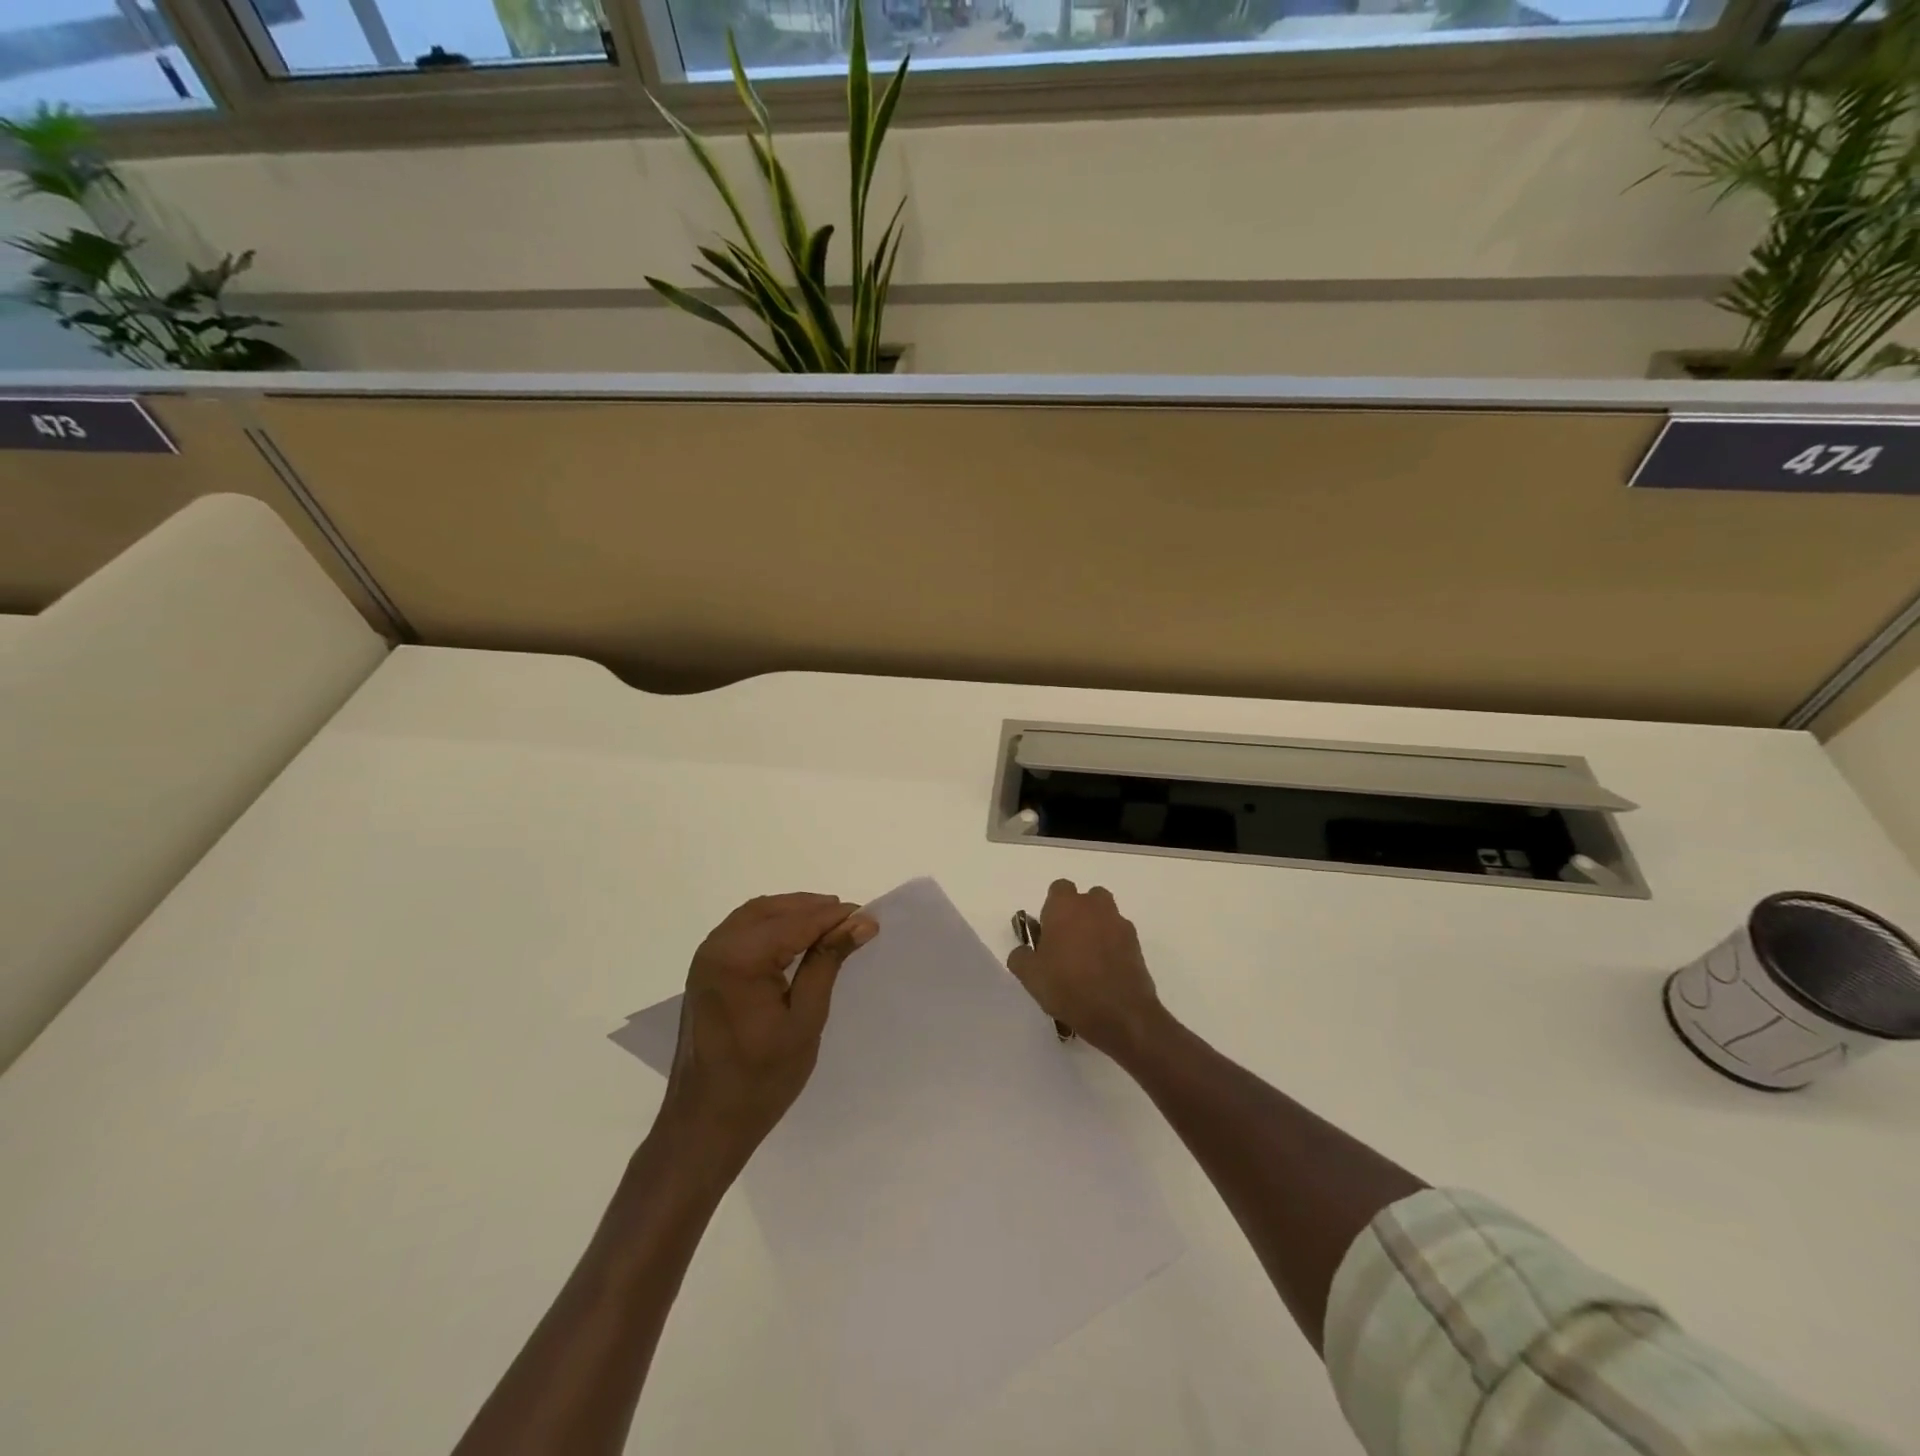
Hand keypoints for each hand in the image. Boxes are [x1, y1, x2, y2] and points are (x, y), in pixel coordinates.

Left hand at [656, 893, 876, 1178]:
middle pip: (773, 910)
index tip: (870, 918)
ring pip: (756, 915)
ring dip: (793, 914)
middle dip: (814, 909)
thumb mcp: (805, 1020)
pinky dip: (772, 926)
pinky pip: (742, 930)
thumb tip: (861, 922)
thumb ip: (828, 962)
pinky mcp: (705, 969)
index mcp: (740, 958)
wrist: (705, 1123)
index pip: (796, 922)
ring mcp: (706, 957)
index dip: (834, 917)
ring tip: (831, 927)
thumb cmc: (761, 1079)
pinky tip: (795, 940)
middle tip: (853, 922)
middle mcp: (717, 946)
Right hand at [1005, 879, 1165, 1058]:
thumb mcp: (1030, 976)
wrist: (1120, 1014)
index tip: (1047, 932)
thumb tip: (1024, 951)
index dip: (1052, 908)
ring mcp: (1119, 924)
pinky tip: (1104, 975)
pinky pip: (1119, 938)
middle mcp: (1095, 907)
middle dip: (1077, 915)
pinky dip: (1112, 948)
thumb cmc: (1068, 987)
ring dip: (1096, 930)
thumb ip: (1020, 956)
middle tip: (1066, 945)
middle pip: (1086, 899)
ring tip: (1087, 962)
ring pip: (1105, 917)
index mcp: (1065, 906)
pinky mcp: (1137, 945)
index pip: (1058, 889)